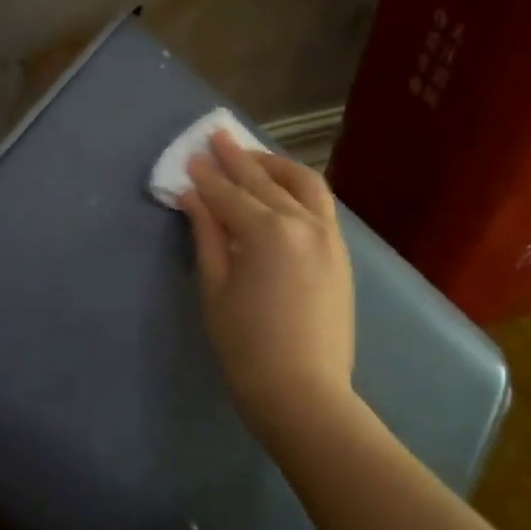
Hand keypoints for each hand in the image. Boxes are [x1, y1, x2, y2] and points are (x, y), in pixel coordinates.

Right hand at [179, 131, 354, 431]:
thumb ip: (207, 234)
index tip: (190, 157)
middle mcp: (303, 223)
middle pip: (263, 181)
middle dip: (237, 158)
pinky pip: (319, 205)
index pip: (229, 194)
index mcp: (267, 231)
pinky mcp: (340, 252)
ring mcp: (328, 236)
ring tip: (252, 158)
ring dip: (274, 166)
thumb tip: (193, 196)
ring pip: (303, 184)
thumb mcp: (215, 288)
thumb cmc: (246, 345)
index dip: (206, 177)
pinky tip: (281, 190)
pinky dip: (298, 188)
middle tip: (216, 137)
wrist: (303, 391)